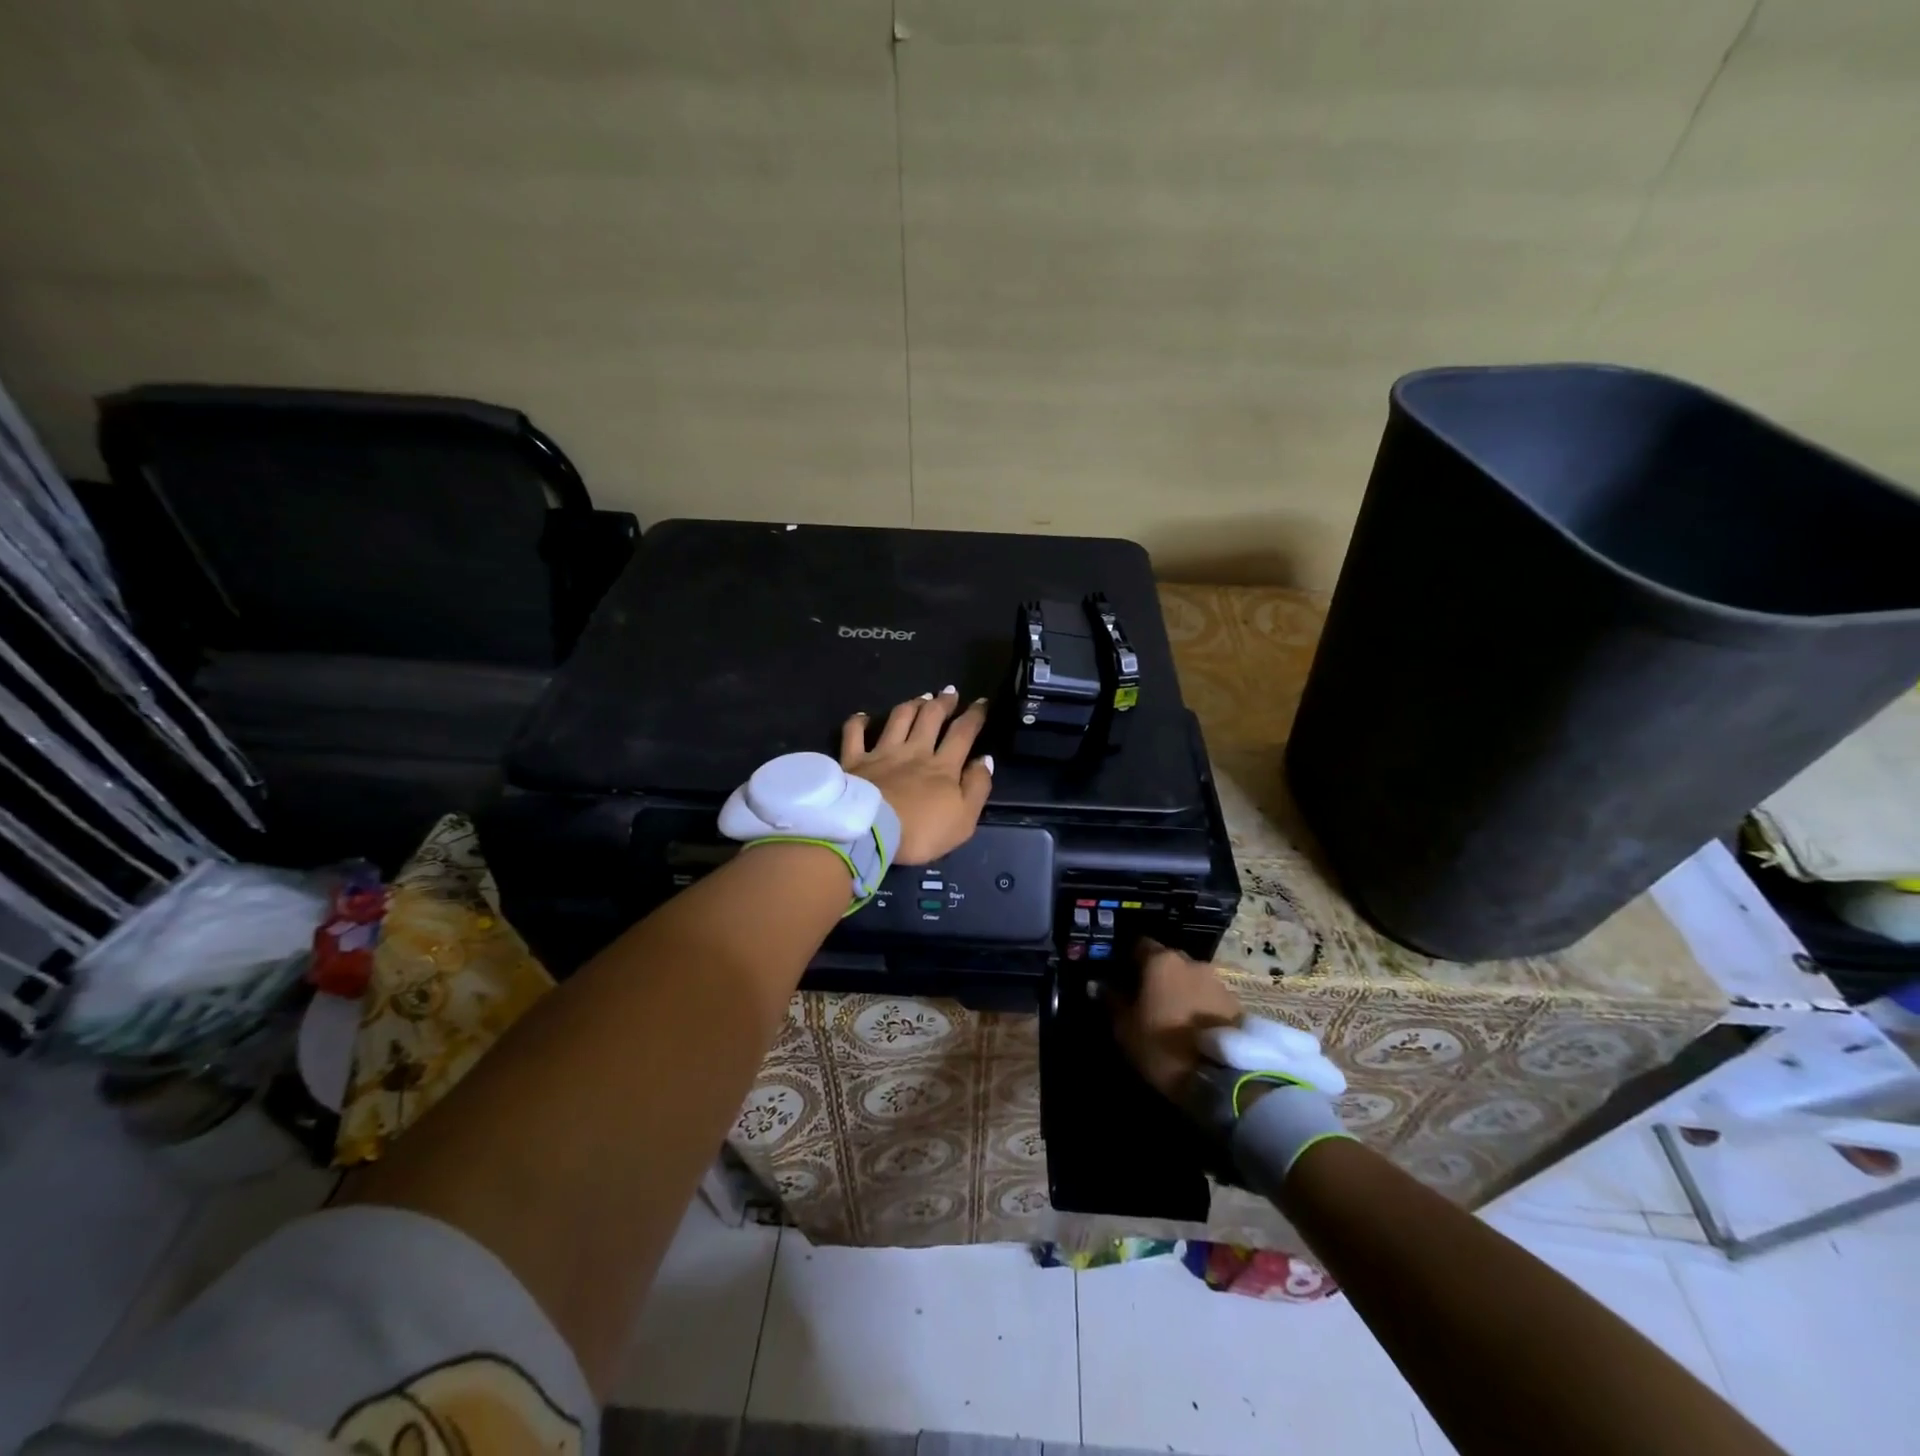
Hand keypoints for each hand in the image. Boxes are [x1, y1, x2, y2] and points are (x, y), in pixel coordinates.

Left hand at [841, 687, 993, 864]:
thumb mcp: (964, 819)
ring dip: (912, 705)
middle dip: (943, 702)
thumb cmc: (921, 832)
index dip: (974, 716)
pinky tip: (863, 716)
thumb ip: (977, 787)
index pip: (962, 733)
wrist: (871, 834)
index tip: (981, 702)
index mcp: (943, 766)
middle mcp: (914, 751)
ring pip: (899, 718)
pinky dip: (859, 722)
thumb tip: (985, 759)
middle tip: (950, 692)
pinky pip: (854, 734)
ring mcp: (882, 753)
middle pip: (931, 717)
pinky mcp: (855, 761)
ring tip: (921, 697)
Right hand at [1111, 938, 1244, 1102]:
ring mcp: (1217, 981)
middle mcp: (1191, 962)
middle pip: (1167, 960)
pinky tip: (1193, 1027)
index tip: (1121, 977)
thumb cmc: (1162, 1046)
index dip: (1128, 959)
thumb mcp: (1125, 1027)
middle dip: (1156, 974)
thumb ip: (1111, 1000)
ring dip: (1180, 990)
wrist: (1222, 1077)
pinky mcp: (1236, 1003)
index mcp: (1160, 961)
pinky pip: (1208, 996)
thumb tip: (1098, 984)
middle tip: (1146, 998)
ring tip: (1172, 1016)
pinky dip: (1198, 1005)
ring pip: (1190, 978)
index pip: (1139, 945)